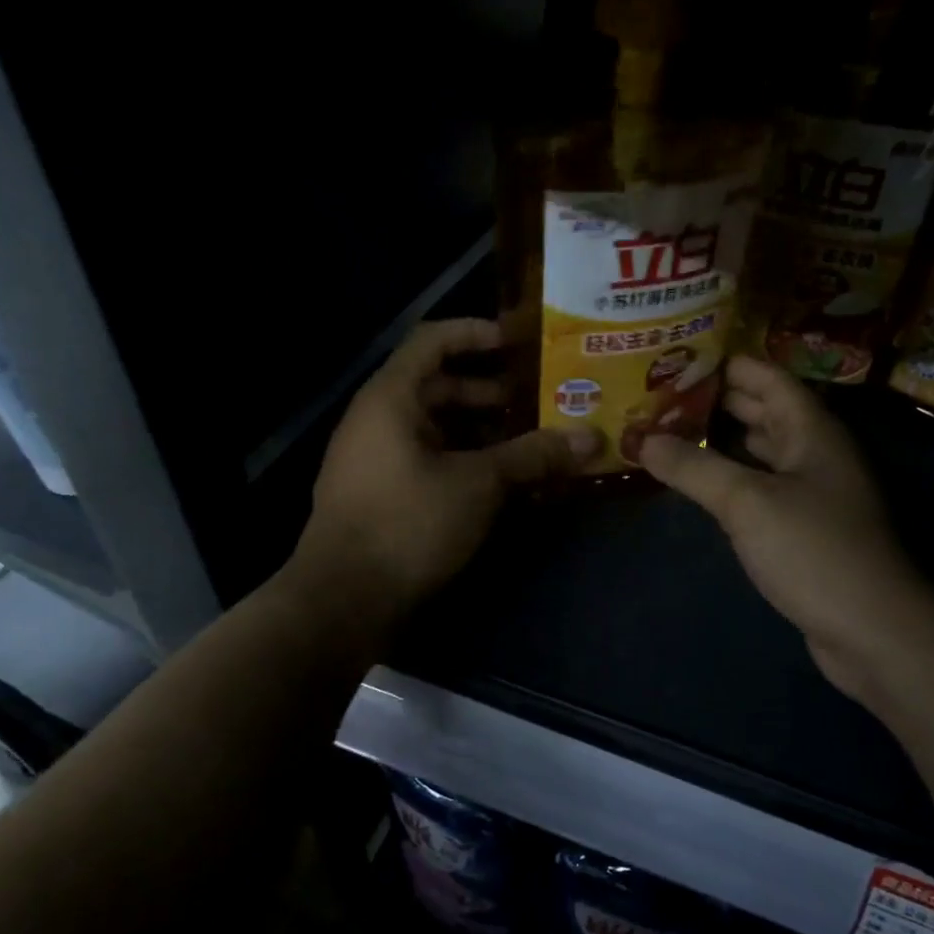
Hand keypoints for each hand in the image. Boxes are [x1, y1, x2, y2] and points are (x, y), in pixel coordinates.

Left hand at [294, 318, 598, 615]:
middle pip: (437, 385)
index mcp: (391, 398)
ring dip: (480, 429)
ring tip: (528, 441)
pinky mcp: (382, 494)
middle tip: (537, 399)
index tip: (520, 342)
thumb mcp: (478, 484)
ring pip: (435, 427)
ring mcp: (375, 458)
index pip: (433, 340)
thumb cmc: (408, 523)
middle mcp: (377, 419)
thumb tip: (591, 438)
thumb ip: (533, 456)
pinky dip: (463, 459)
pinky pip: (428, 458)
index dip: (476, 333)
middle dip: (488, 390)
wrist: (343, 601)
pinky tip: (499, 480)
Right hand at [638, 356, 926, 703]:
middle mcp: (814, 453)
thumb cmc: (814, 551)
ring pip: (760, 451)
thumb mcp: (747, 503)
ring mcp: (811, 492)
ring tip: (669, 430)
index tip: (678, 356)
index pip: (767, 379)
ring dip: (721, 440)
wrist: (871, 631)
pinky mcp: (803, 528)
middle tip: (661, 394)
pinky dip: (730, 477)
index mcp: (811, 431)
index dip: (727, 363)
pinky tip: (698, 482)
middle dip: (715, 401)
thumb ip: (694, 468)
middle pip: (763, 412)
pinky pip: (760, 487)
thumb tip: (643, 440)